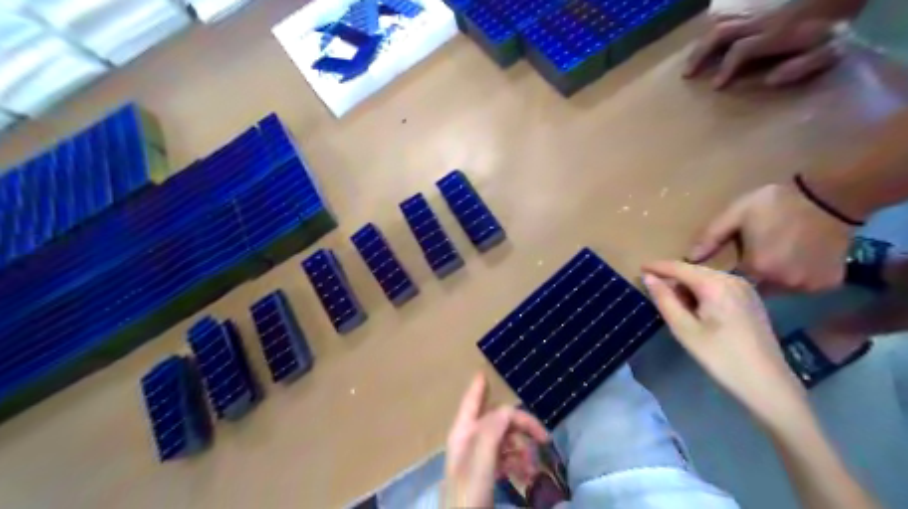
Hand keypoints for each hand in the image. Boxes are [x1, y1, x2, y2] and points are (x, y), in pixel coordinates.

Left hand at [444, 372, 548, 505]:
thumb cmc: (468, 494)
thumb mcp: (480, 462)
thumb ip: (491, 432)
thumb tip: (508, 409)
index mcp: (463, 432)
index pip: (471, 402)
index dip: (478, 387)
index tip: (485, 372)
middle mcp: (469, 440)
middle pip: (497, 421)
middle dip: (519, 426)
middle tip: (543, 438)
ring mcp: (478, 458)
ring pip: (505, 440)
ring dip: (522, 448)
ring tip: (534, 466)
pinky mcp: (486, 474)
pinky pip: (506, 458)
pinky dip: (519, 462)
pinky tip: (527, 474)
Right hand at [641, 262, 804, 420]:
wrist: (767, 383)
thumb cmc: (720, 356)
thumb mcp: (684, 329)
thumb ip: (664, 299)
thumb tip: (648, 277)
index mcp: (715, 283)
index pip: (678, 267)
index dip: (657, 267)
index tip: (638, 268)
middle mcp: (732, 278)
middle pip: (693, 271)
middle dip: (672, 278)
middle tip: (653, 292)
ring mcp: (745, 288)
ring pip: (705, 278)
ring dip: (686, 286)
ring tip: (672, 304)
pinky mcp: (750, 299)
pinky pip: (718, 287)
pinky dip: (701, 292)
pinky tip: (696, 310)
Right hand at [688, 0, 859, 87]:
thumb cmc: (838, 27)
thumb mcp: (830, 50)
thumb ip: (801, 66)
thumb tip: (768, 81)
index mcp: (775, 35)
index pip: (741, 50)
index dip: (726, 68)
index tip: (717, 86)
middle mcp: (760, 24)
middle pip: (721, 34)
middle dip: (700, 54)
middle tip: (687, 75)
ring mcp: (756, 17)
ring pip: (720, 26)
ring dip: (701, 46)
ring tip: (689, 65)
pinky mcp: (756, 15)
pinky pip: (727, 21)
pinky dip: (711, 34)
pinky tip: (705, 47)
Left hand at [694, 183, 856, 293]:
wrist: (830, 197)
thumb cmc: (774, 204)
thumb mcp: (734, 215)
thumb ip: (710, 238)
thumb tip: (688, 259)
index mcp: (757, 268)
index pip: (730, 284)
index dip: (723, 278)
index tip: (722, 268)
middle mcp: (783, 284)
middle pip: (754, 289)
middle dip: (748, 277)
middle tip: (752, 257)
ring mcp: (808, 286)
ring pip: (779, 290)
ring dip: (772, 279)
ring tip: (772, 258)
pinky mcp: (828, 284)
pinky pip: (803, 287)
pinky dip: (796, 278)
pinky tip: (794, 260)